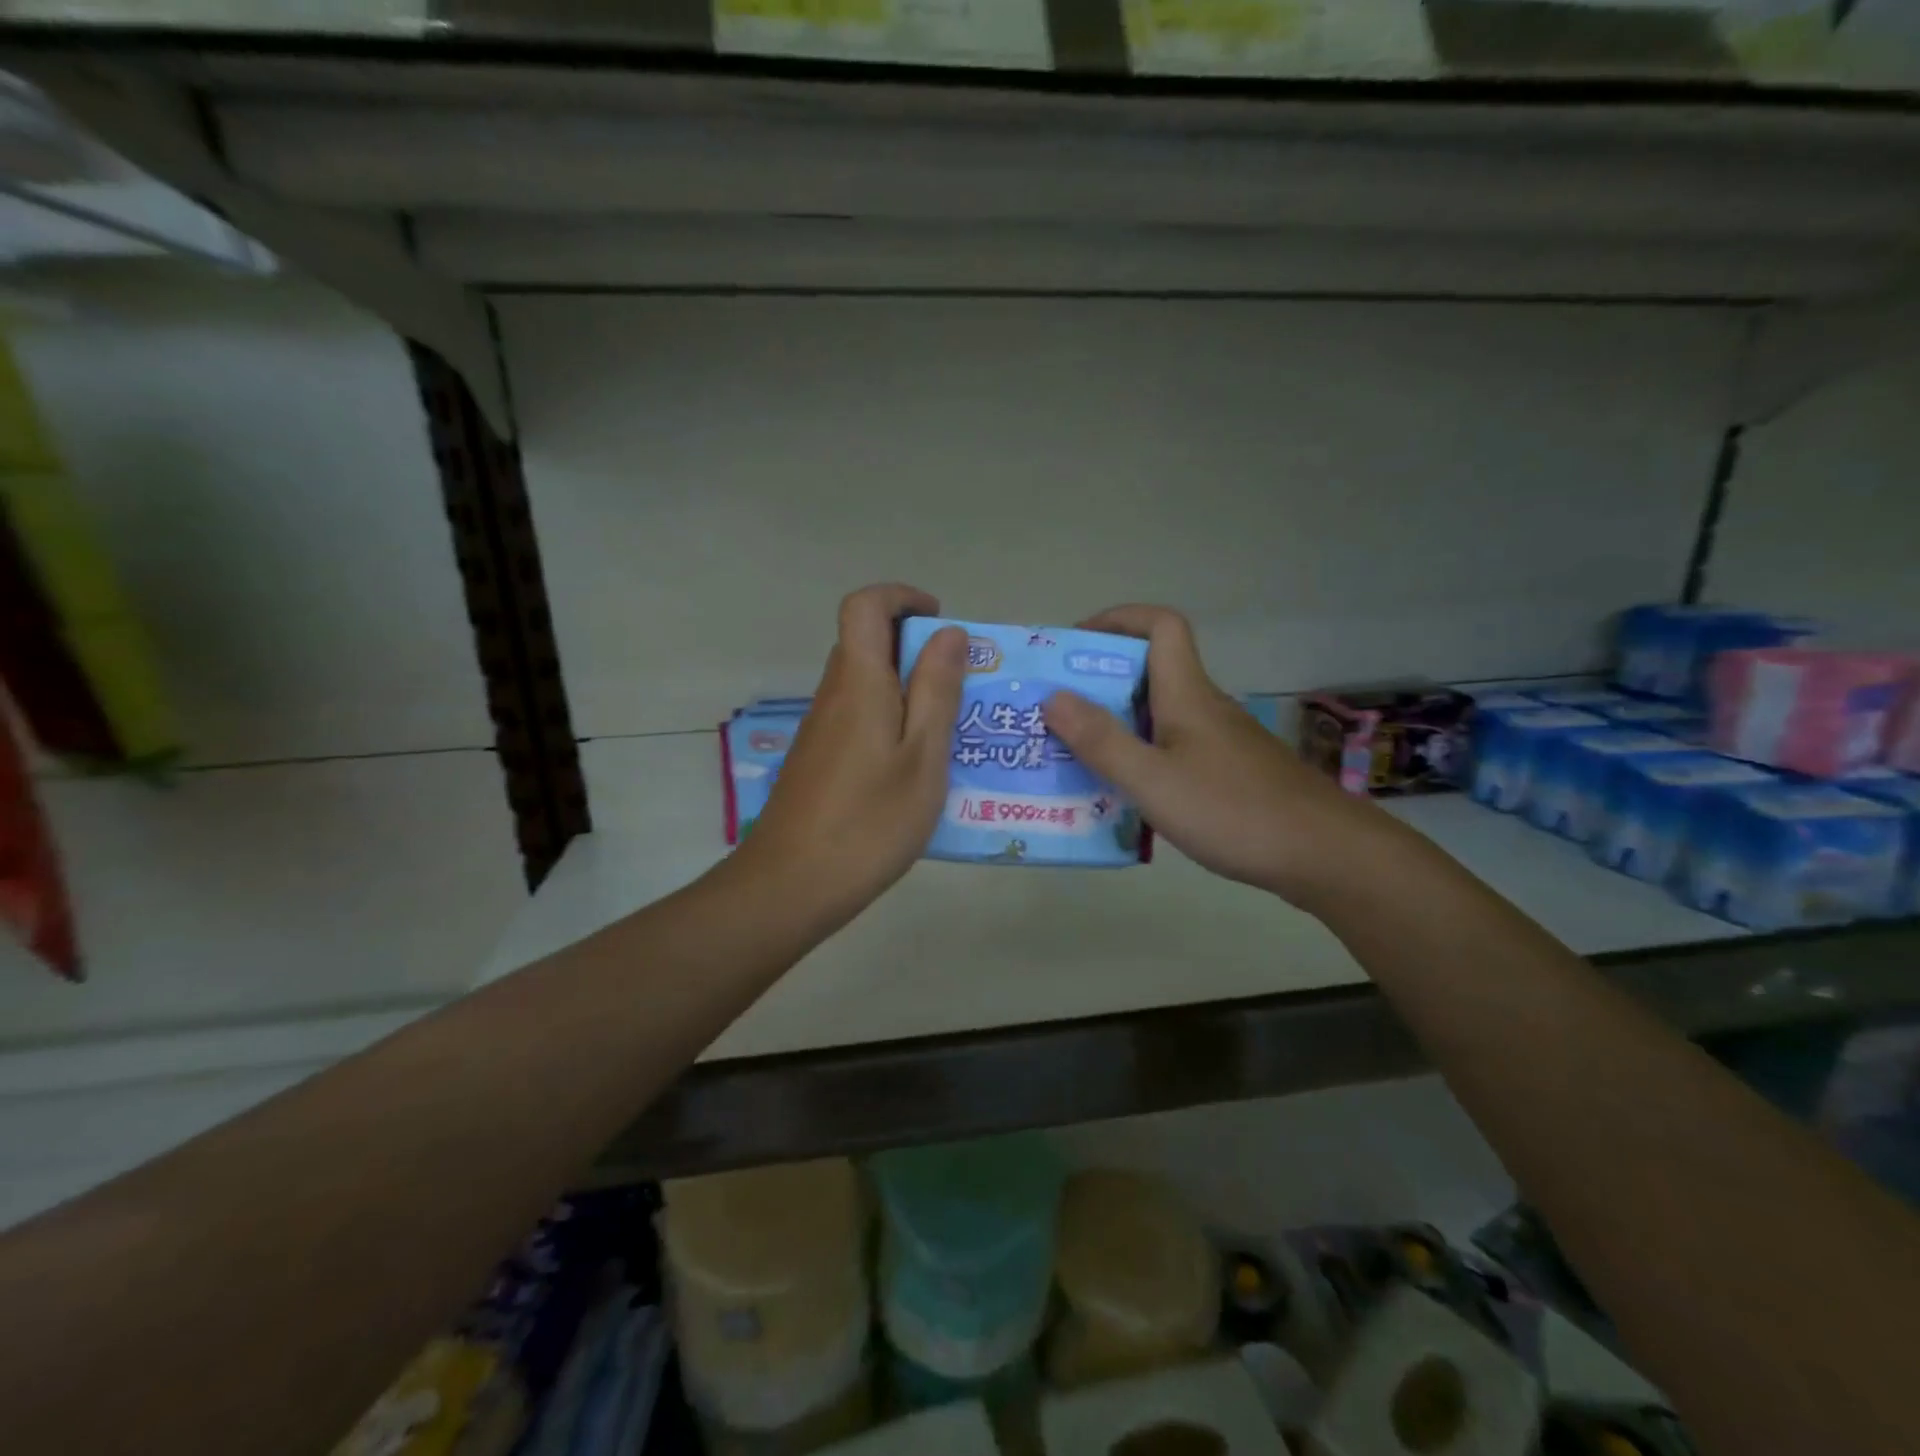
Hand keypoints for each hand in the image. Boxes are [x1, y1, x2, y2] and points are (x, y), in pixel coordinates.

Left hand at [731, 583, 965, 927]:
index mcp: (859, 682)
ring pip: (865, 684)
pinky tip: (916, 766)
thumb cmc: (870, 821)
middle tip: (962, 685)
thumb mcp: (923, 756)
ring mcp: (822, 729)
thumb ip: (937, 690)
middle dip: (915, 648)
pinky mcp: (819, 759)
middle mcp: (834, 695)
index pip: (865, 606)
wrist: (793, 884)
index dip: (901, 598)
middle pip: (866, 643)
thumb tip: (949, 633)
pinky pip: (859, 716)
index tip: (941, 623)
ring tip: (951, 728)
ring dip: (907, 688)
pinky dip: (891, 720)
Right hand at [1041, 605, 1383, 904]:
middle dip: (1100, 682)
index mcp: (1187, 695)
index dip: (1119, 619)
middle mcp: (1205, 707)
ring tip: (1076, 756)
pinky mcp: (1230, 772)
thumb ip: (1102, 741)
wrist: (1323, 854)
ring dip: (1118, 724)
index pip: (1162, 625)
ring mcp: (1221, 741)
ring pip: (1160, 714)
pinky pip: (1174, 747)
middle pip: (1151, 671)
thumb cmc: (1233, 811)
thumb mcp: (1153, 781)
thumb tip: (1054, 696)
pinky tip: (1126, 794)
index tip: (1075, 645)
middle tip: (1057, 713)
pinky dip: (1143, 756)